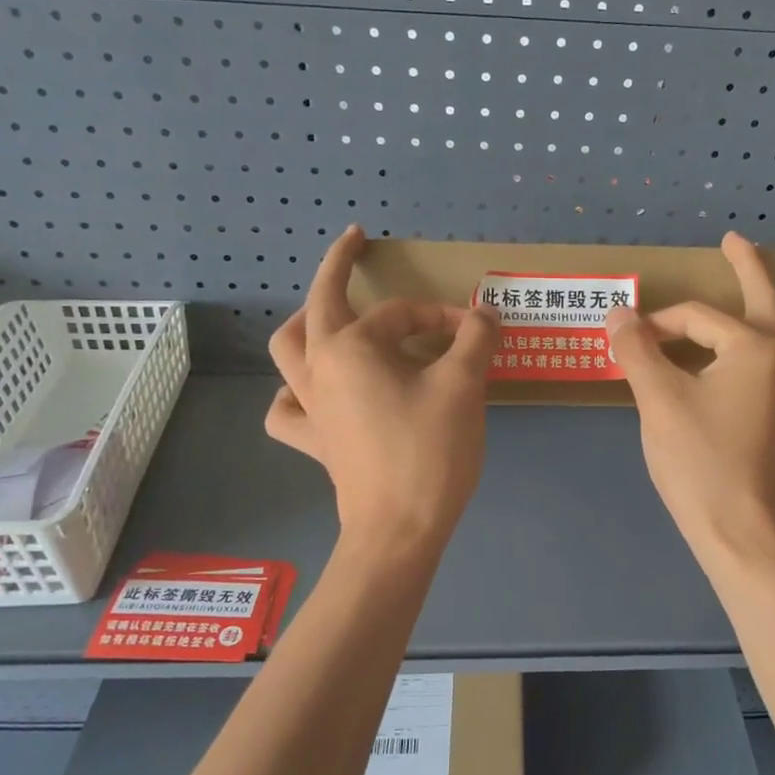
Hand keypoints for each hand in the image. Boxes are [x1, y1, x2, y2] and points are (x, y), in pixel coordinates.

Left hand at [267, 226, 499, 547]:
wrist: (399, 530)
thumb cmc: (429, 452)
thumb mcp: (463, 387)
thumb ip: (474, 339)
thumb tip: (485, 314)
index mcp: (349, 348)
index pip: (400, 314)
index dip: (442, 316)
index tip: (476, 332)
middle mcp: (318, 369)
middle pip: (318, 306)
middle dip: (336, 269)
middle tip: (353, 244)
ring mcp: (309, 408)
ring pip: (289, 352)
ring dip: (305, 325)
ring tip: (326, 317)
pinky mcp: (315, 442)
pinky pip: (288, 410)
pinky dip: (294, 395)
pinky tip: (312, 393)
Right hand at [605, 232, 774, 562]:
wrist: (737, 528)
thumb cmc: (698, 460)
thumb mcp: (658, 399)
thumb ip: (637, 350)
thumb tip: (618, 313)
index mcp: (755, 347)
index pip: (697, 318)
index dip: (657, 324)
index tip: (627, 342)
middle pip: (767, 300)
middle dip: (749, 268)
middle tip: (734, 241)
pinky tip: (774, 345)